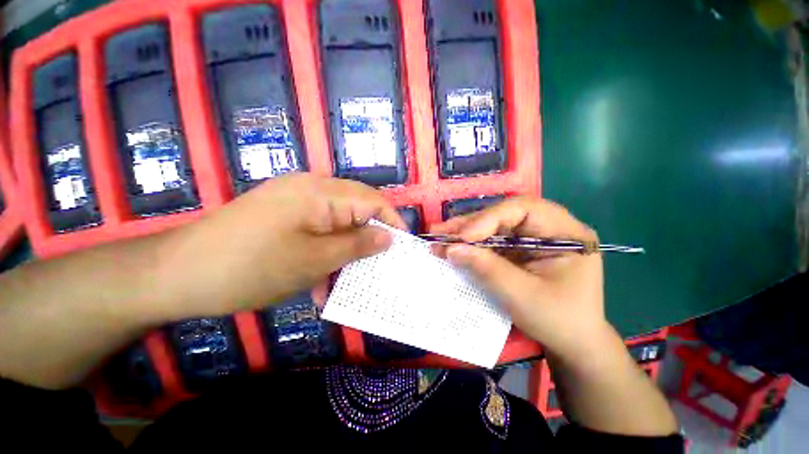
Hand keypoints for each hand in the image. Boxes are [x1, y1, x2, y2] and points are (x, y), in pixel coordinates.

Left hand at [154, 173, 404, 319]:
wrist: (175, 275)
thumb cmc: (251, 267)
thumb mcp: (315, 259)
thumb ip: (357, 245)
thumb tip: (388, 237)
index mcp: (321, 192)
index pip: (373, 200)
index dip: (392, 222)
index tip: (402, 247)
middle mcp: (311, 190)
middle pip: (356, 211)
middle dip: (369, 239)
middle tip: (379, 266)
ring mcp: (295, 203)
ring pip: (337, 225)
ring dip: (345, 252)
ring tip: (347, 281)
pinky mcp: (283, 217)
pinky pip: (317, 232)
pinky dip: (324, 254)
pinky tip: (318, 282)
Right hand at [431, 197, 610, 359]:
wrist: (572, 343)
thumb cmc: (557, 320)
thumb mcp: (521, 295)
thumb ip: (486, 268)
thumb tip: (451, 249)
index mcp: (566, 232)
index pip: (524, 209)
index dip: (489, 218)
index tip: (462, 237)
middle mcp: (549, 227)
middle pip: (504, 215)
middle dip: (470, 224)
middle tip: (440, 231)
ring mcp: (533, 237)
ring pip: (494, 226)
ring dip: (465, 232)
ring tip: (438, 235)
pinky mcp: (519, 249)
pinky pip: (491, 240)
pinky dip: (470, 244)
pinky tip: (451, 245)